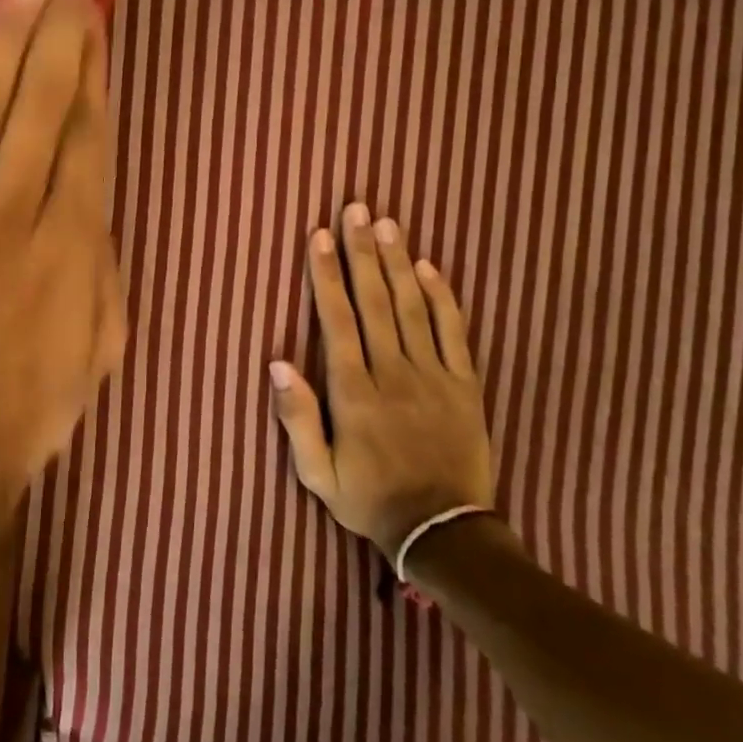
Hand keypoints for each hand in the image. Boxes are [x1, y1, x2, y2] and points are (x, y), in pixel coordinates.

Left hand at [0, 0, 126, 625]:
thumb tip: (88, 197)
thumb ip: (100, 259)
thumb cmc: (28, 406)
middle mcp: (9, 209)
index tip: (97, 17)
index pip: (87, 131)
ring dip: (1, 31)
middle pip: (38, 96)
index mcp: (70, 243)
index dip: (93, 67)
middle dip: (58, 23)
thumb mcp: (102, 342)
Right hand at [269, 201, 493, 559]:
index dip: (326, 276)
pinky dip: (443, 297)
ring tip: (387, 224)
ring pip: (413, 307)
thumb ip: (296, 418)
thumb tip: (277, 363)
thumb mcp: (317, 473)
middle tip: (357, 209)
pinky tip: (430, 267)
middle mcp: (393, 373)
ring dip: (398, 262)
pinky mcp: (465, 385)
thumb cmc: (370, 499)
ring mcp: (434, 376)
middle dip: (362, 252)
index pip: (337, 320)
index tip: (320, 236)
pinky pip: (454, 332)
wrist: (443, 532)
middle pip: (376, 301)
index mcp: (354, 393)